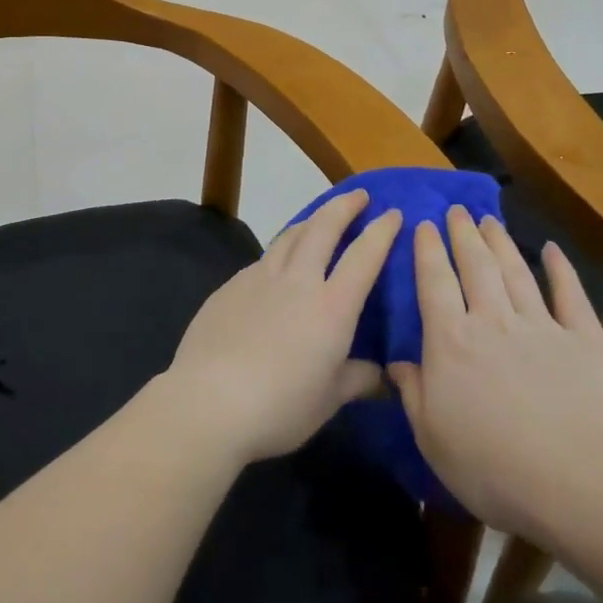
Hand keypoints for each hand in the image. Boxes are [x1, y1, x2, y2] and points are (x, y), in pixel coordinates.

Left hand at [155, 189, 400, 465]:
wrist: (210, 400)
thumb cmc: (280, 406)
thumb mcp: (329, 400)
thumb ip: (357, 379)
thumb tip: (378, 373)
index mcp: (331, 307)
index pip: (364, 256)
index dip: (381, 231)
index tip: (393, 213)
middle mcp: (297, 281)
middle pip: (323, 228)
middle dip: (343, 206)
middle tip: (358, 195)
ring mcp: (259, 278)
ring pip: (289, 236)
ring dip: (310, 221)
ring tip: (319, 219)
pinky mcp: (230, 286)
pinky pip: (263, 260)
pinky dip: (280, 252)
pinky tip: (278, 266)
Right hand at [387, 208, 602, 547]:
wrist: (579, 484)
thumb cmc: (492, 466)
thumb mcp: (432, 437)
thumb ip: (412, 393)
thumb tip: (396, 363)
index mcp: (451, 341)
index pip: (434, 283)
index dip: (428, 250)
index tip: (424, 224)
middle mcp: (492, 321)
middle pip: (475, 266)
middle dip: (463, 235)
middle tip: (457, 210)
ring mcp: (541, 327)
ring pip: (515, 273)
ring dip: (500, 243)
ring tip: (489, 220)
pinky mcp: (585, 341)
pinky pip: (570, 296)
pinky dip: (560, 270)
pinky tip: (551, 250)